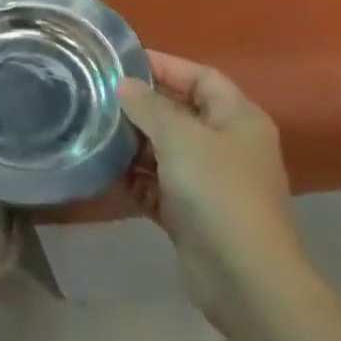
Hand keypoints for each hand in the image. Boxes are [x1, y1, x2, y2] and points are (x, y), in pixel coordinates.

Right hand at [118, 52, 297, 329]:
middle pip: (181, 112)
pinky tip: (105, 170)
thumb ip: (149, 106)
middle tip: (100, 95)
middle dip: (143, 104)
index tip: (122, 61)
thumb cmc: (218, 192)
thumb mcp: (181, 137)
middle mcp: (228, 145)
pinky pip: (159, 185)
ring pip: (167, 150)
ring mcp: (211, 182)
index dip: (165, 65)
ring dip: (134, 142)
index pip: (200, 76)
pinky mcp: (193, 214)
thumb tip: (125, 85)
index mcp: (238, 118)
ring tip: (95, 129)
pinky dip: (136, 178)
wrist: (245, 278)